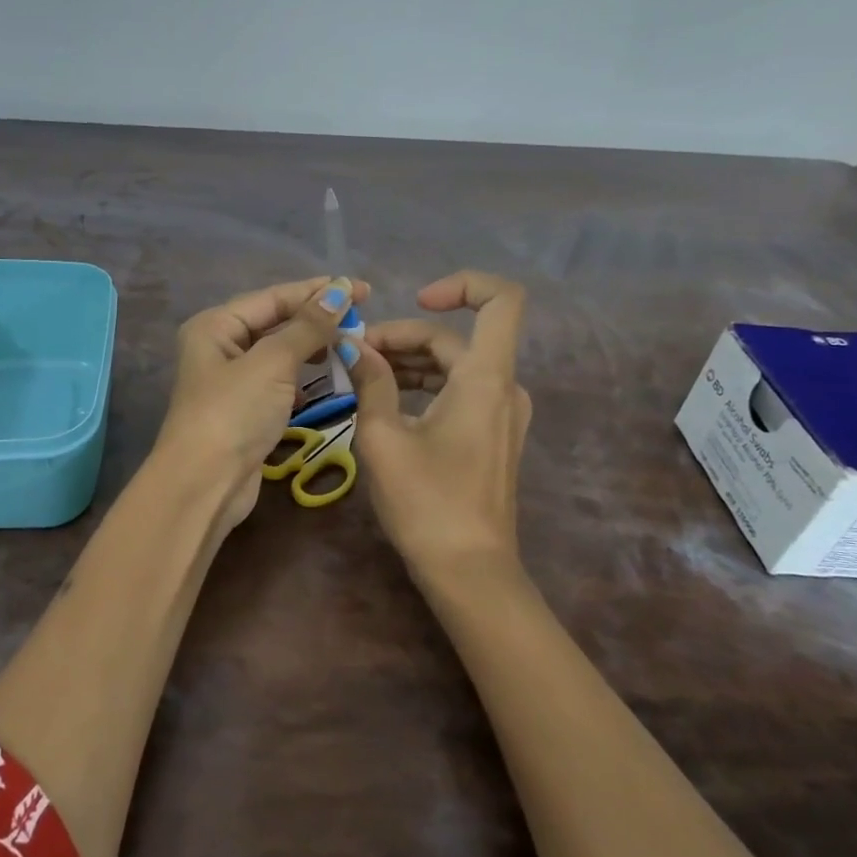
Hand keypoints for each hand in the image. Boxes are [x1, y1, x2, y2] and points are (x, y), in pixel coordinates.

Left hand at [153, 275, 369, 530]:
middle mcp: (219, 348)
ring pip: (279, 354)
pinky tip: (325, 380)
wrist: (204, 485)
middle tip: (362, 317)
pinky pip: (279, 383)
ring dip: (312, 348)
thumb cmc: (234, 413)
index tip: (361, 289)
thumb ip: (308, 327)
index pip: (273, 297)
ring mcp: (231, 382)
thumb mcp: (272, 363)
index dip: (317, 291)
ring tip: (350, 343)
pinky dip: (302, 379)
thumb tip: (340, 291)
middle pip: (274, 323)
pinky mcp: (245, 412)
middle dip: (316, 319)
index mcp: (215, 326)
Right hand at [345, 271, 531, 578]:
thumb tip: (353, 346)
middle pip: (456, 339)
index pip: (501, 299)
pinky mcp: (492, 436)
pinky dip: (425, 386)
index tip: (415, 301)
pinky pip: (459, 391)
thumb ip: (370, 381)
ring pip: (455, 366)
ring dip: (410, 362)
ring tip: (362, 376)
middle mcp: (503, 387)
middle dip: (404, 337)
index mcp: (485, 378)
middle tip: (355, 356)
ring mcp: (502, 414)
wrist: (469, 571)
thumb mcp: (383, 437)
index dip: (462, 284)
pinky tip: (386, 402)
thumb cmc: (426, 502)